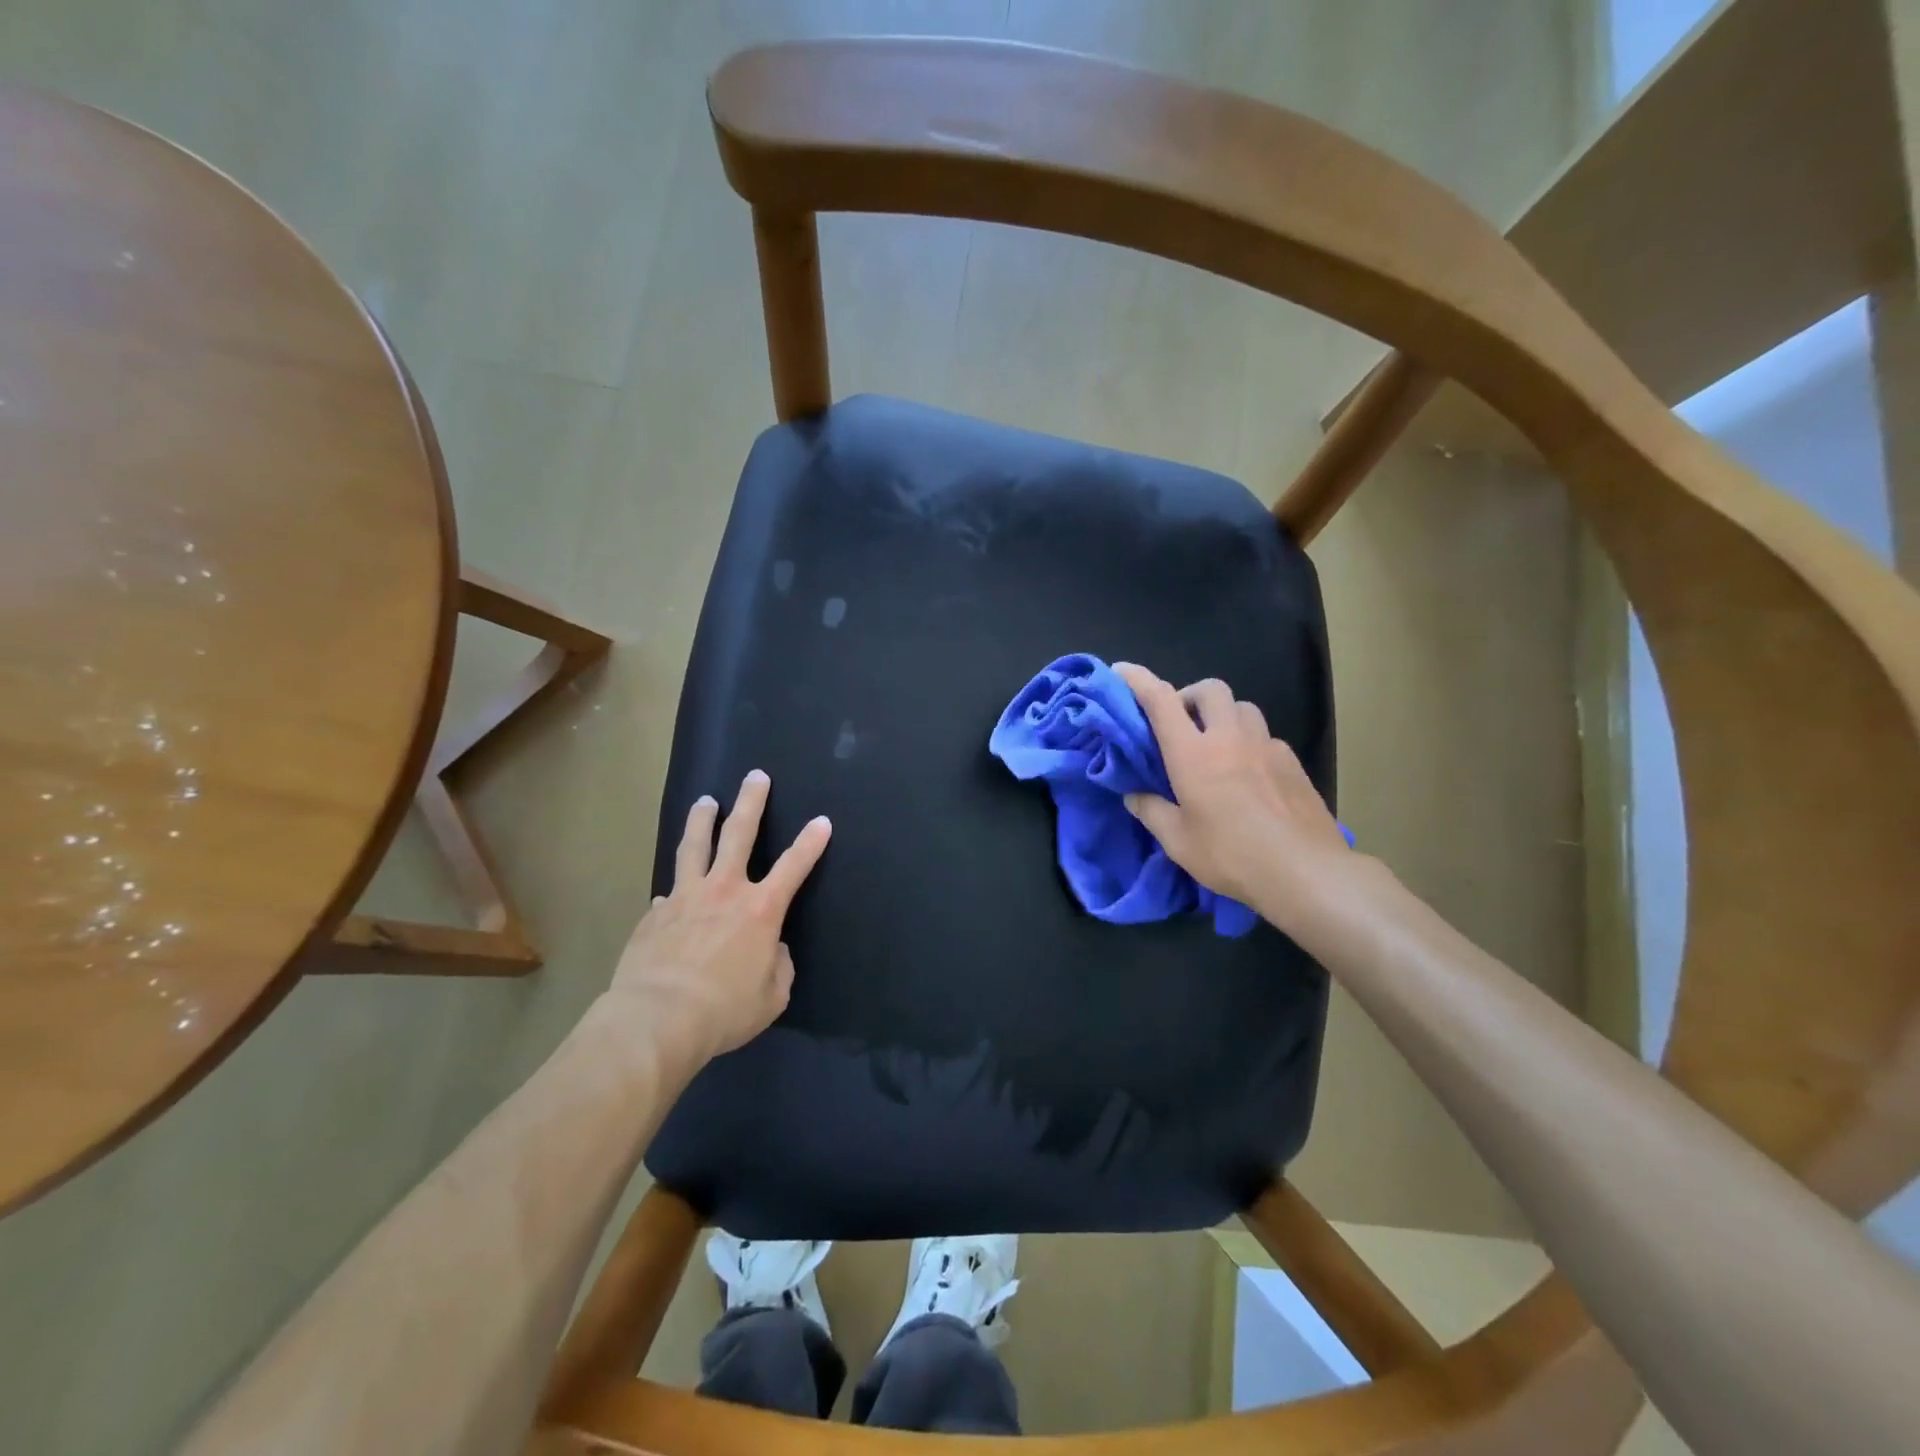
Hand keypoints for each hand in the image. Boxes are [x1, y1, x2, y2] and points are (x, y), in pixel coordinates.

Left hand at [611, 770, 831, 1061]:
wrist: (657, 1019)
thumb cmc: (724, 1010)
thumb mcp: (771, 997)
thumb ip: (778, 967)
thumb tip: (770, 950)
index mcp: (761, 910)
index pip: (794, 866)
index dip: (811, 842)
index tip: (822, 821)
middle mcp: (725, 891)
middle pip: (739, 835)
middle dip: (751, 802)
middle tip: (755, 776)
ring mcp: (685, 898)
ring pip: (694, 847)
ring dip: (701, 820)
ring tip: (704, 801)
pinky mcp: (654, 916)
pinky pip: (667, 894)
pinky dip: (674, 890)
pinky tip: (670, 893)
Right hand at [1113, 662, 1353, 932]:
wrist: (1305, 871)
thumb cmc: (1231, 855)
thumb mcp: (1178, 842)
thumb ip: (1152, 812)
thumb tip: (1134, 795)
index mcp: (1193, 754)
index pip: (1161, 701)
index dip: (1138, 680)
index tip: (1122, 671)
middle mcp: (1229, 738)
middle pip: (1209, 689)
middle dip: (1189, 696)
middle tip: (1180, 724)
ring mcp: (1266, 746)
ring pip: (1242, 708)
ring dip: (1223, 716)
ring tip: (1217, 746)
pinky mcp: (1292, 762)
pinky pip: (1265, 737)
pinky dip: (1249, 743)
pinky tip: (1249, 775)